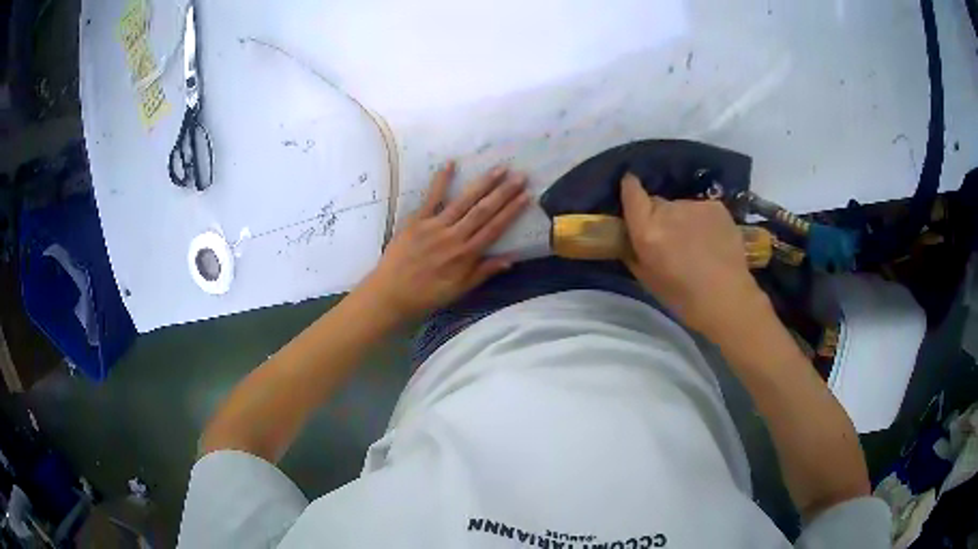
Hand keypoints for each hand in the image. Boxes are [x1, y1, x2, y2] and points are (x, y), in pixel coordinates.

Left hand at [361, 162, 529, 322]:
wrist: (391, 294)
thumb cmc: (427, 295)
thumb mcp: (460, 290)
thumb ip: (484, 272)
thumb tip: (511, 259)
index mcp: (466, 255)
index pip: (494, 228)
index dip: (512, 211)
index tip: (527, 196)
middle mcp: (454, 237)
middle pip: (483, 211)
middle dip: (503, 192)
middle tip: (520, 176)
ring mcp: (434, 226)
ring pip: (463, 201)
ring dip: (482, 184)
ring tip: (499, 169)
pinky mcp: (416, 221)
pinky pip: (431, 198)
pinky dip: (441, 180)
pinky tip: (451, 164)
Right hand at [620, 173, 764, 338]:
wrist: (728, 299)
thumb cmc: (683, 298)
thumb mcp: (648, 280)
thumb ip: (634, 253)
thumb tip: (628, 239)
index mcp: (647, 231)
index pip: (632, 193)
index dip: (630, 187)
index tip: (630, 186)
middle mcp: (668, 211)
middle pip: (657, 203)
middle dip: (659, 216)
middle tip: (670, 239)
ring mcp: (694, 206)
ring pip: (681, 207)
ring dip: (683, 220)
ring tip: (696, 245)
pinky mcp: (715, 206)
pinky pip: (701, 209)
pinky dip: (703, 221)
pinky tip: (712, 241)